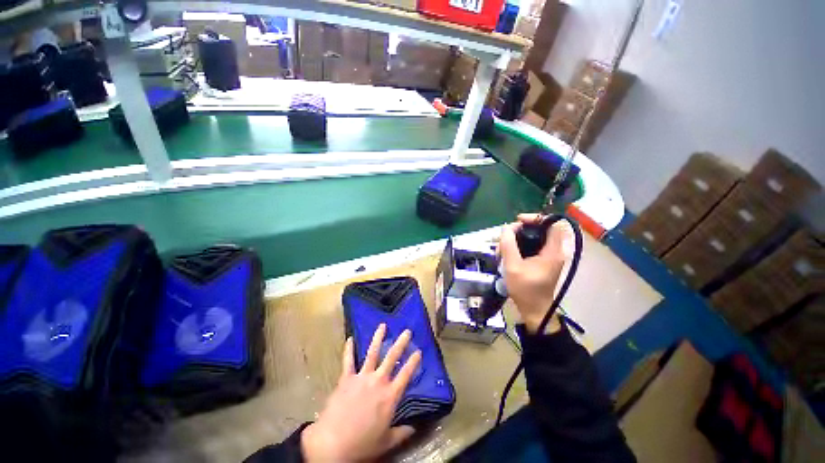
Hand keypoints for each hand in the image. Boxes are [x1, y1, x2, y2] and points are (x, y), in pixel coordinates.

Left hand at [301, 324, 420, 461]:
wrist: (333, 444)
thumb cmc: (362, 444)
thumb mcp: (386, 442)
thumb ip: (402, 433)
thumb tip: (414, 427)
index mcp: (390, 396)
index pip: (406, 374)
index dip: (414, 362)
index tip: (419, 351)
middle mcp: (378, 381)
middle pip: (392, 357)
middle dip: (401, 343)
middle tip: (407, 331)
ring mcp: (362, 377)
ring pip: (372, 352)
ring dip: (378, 338)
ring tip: (382, 325)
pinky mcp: (346, 378)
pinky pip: (348, 360)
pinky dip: (349, 349)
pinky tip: (350, 339)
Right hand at [499, 214, 573, 333]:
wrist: (534, 310)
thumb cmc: (525, 289)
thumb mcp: (513, 266)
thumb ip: (508, 245)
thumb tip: (506, 227)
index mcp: (553, 251)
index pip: (551, 224)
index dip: (535, 218)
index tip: (517, 221)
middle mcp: (554, 251)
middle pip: (540, 230)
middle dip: (520, 230)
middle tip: (505, 237)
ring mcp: (549, 257)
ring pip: (534, 238)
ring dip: (517, 239)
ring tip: (502, 248)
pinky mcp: (542, 262)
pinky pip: (531, 246)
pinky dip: (519, 246)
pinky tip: (506, 253)